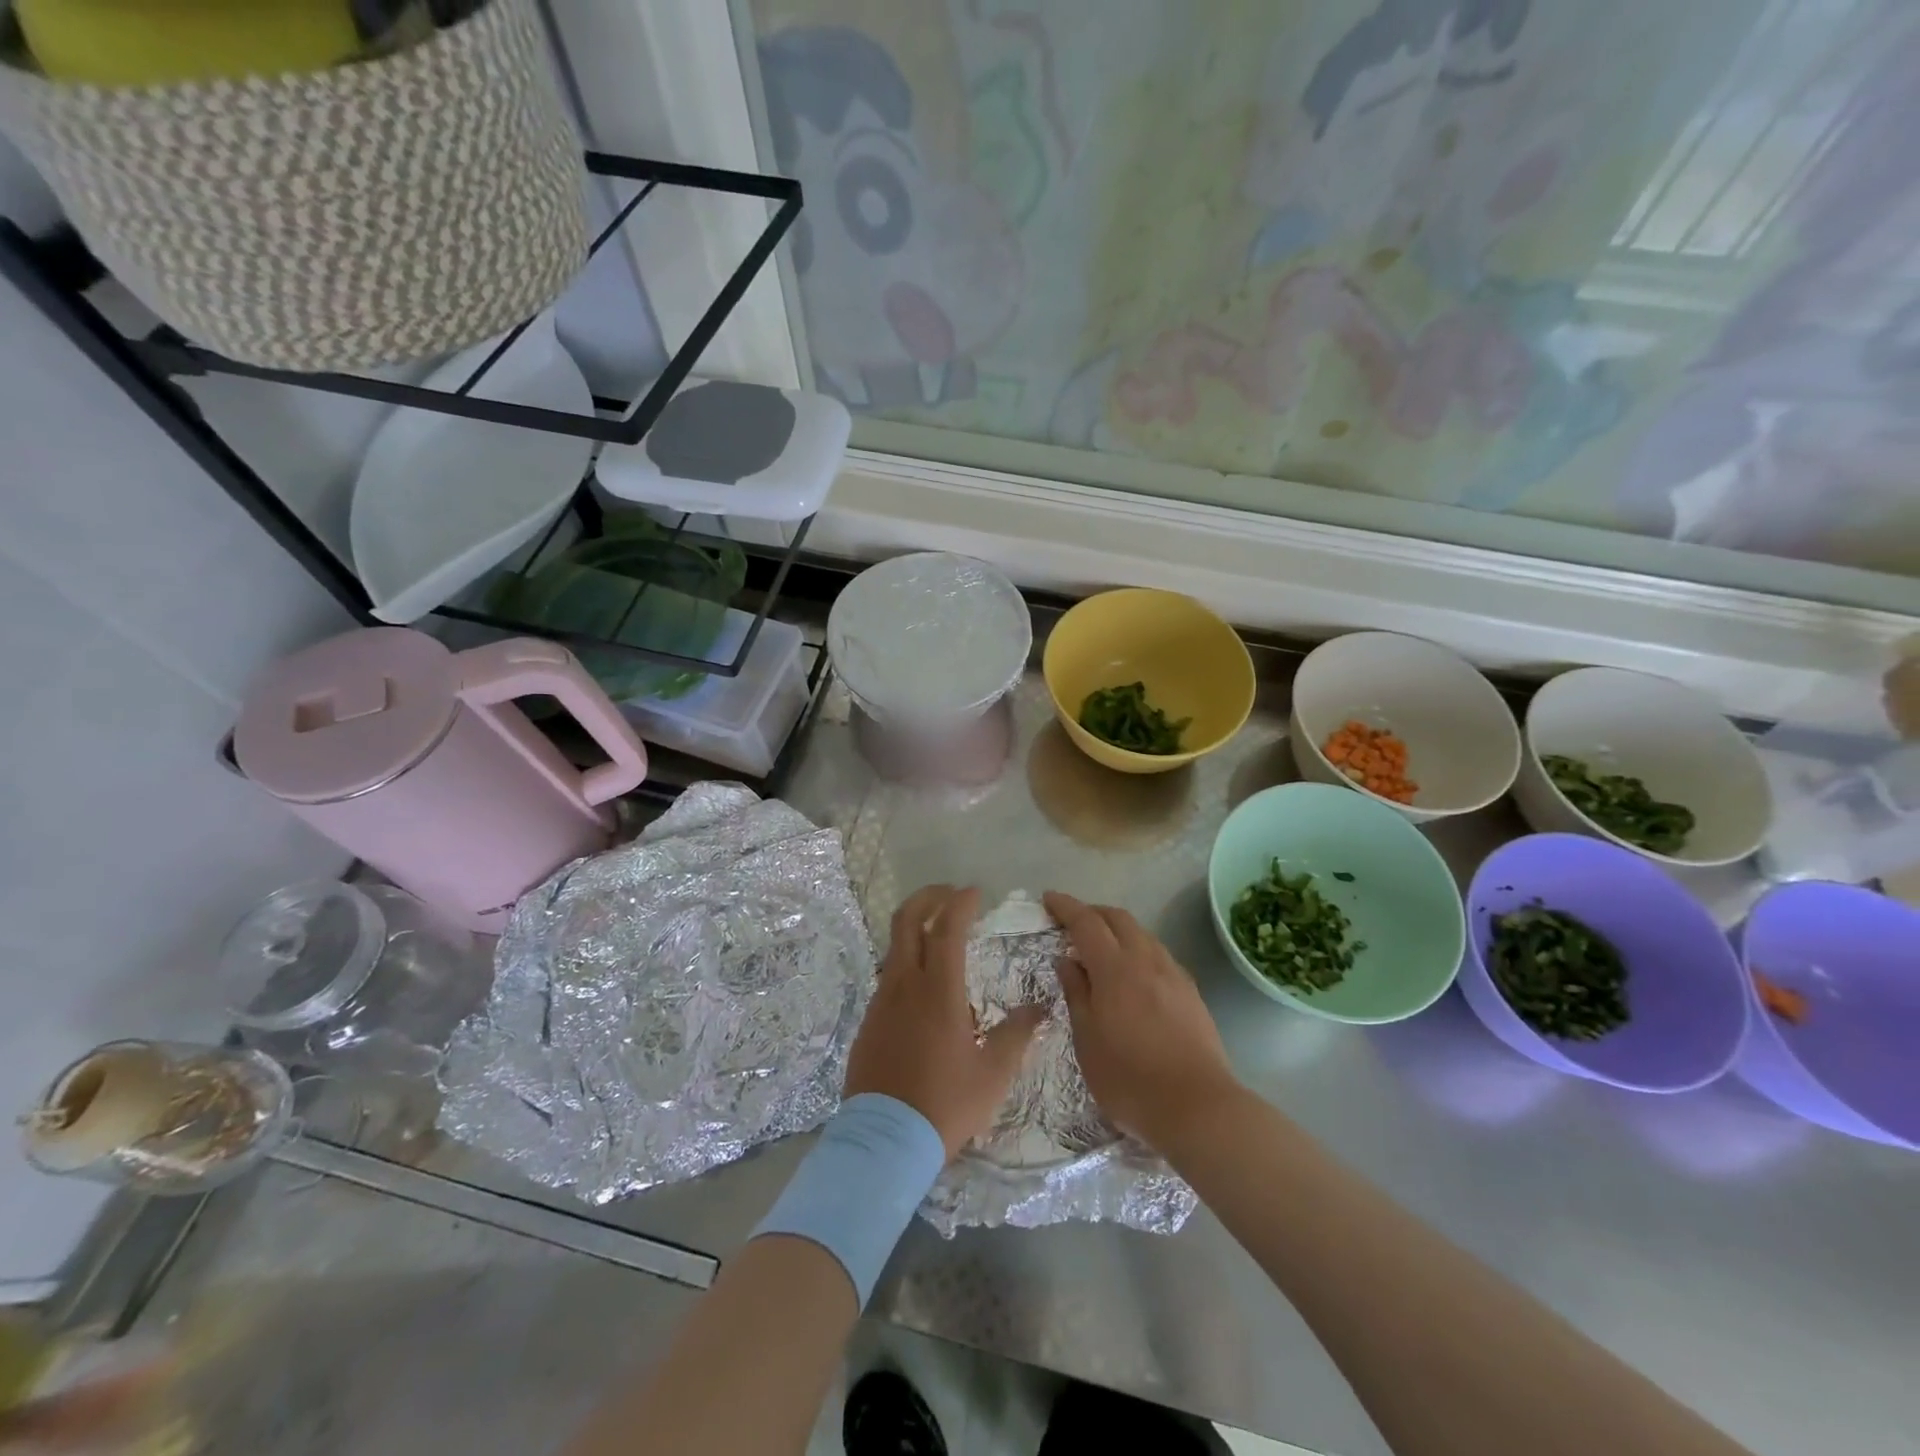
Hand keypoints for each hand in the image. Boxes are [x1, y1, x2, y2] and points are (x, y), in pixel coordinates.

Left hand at [844, 886, 1044, 1159]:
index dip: (960, 903)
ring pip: (895, 948)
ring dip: (916, 930)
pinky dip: (907, 964)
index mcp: (938, 992)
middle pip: (907, 921)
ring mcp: (881, 1002)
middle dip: (928, 898)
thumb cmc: (945, 1106)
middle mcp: (904, 985)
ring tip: (941, 940)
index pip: (946, 928)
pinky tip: (924, 988)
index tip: (975, 892)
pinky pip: (888, 978)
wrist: (885, 1142)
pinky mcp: (869, 1021)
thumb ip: (1017, 1035)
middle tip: (950, 895)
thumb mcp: (993, 1075)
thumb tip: (1039, 1008)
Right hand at [1044, 892, 1238, 1150]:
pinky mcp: (1191, 992)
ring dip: (1118, 930)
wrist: (1198, 1107)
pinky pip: (1159, 955)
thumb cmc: (1129, 1078)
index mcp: (1115, 968)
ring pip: (1142, 934)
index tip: (1048, 898)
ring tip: (1101, 948)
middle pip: (1118, 918)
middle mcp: (1146, 960)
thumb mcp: (1087, 1040)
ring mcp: (1173, 974)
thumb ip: (1076, 994)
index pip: (1086, 922)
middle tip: (1071, 922)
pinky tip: (1134, 974)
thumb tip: (1067, 960)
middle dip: (1093, 912)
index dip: (1065, 907)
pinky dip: (1138, 949)